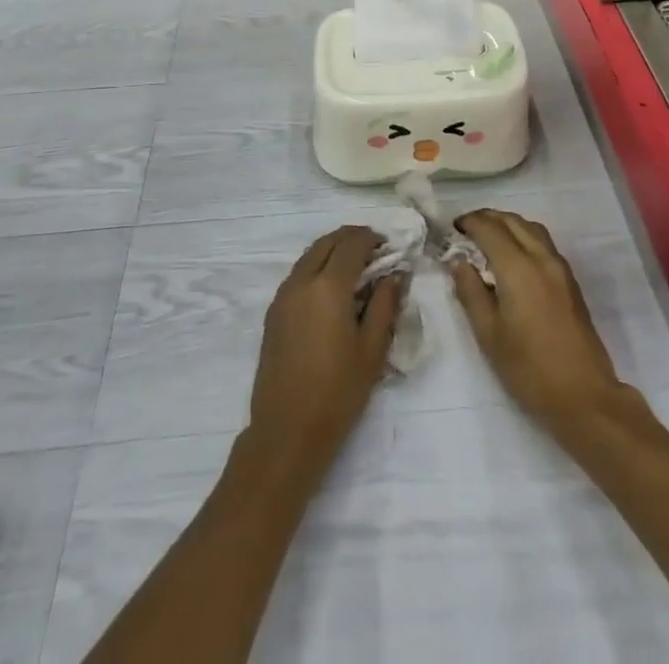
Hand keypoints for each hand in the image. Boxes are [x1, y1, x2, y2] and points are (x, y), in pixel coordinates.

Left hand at [246, 226, 403, 475]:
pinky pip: (298, 273)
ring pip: (310, 255)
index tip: (388, 246)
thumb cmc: (338, 392)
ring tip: (355, 267)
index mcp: (329, 286)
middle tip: (374, 250)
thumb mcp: (372, 350)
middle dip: (351, 238)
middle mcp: (302, 281)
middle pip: (327, 242)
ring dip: (332, 251)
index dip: (371, 238)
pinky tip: (331, 289)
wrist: (287, 431)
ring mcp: (283, 295)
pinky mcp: (273, 312)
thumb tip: (394, 274)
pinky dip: (317, 266)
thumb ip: (384, 305)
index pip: (351, 244)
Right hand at [449, 209, 630, 435]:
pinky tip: (514, 256)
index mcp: (518, 268)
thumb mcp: (489, 334)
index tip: (452, 228)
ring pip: (531, 228)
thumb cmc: (529, 368)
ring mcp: (560, 267)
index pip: (489, 228)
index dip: (469, 222)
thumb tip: (458, 261)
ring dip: (508, 224)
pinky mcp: (570, 280)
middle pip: (512, 221)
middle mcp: (541, 258)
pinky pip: (543, 242)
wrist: (584, 396)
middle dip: (487, 218)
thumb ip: (470, 291)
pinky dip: (524, 236)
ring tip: (489, 238)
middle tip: (466, 229)